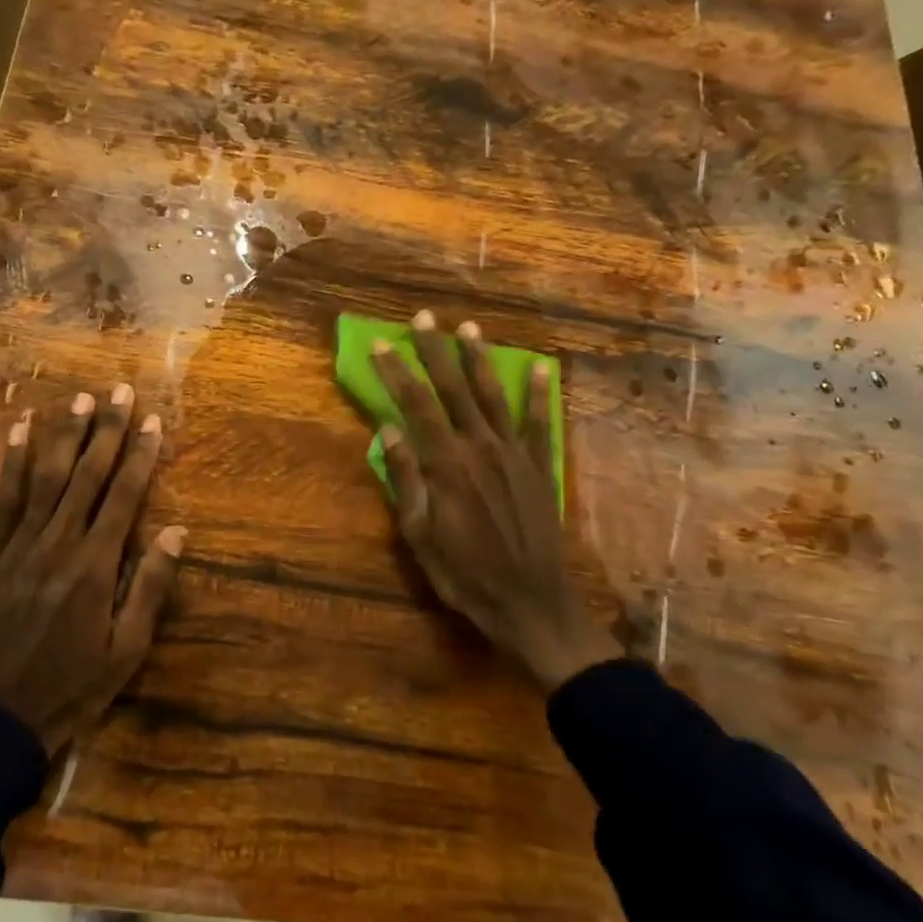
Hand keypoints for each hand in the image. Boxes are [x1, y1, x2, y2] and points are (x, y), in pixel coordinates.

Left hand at [0, 386, 183, 754]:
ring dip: (64, 436)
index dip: (140, 454)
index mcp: (95, 566)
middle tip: (119, 390)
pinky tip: (18, 431)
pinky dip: (9, 463)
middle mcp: (57, 544)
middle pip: (86, 476)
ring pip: (44, 478)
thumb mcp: (126, 651)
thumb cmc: (70, 688)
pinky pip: (0, 500)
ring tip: (80, 399)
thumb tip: (177, 531)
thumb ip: (150, 587)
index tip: (152, 420)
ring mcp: (17, 546)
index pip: (123, 496)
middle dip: (106, 430)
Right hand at [371, 310, 618, 690]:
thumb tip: (386, 431)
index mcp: (446, 464)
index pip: (415, 405)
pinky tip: (540, 367)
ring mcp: (514, 454)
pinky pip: (539, 423)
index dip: (397, 372)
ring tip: (469, 328)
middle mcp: (480, 447)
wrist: (531, 603)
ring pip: (493, 396)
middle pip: (453, 389)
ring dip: (480, 360)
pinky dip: (540, 394)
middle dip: (436, 351)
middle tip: (424, 318)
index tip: (382, 344)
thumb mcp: (419, 535)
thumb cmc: (464, 574)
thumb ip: (405, 479)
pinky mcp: (539, 467)